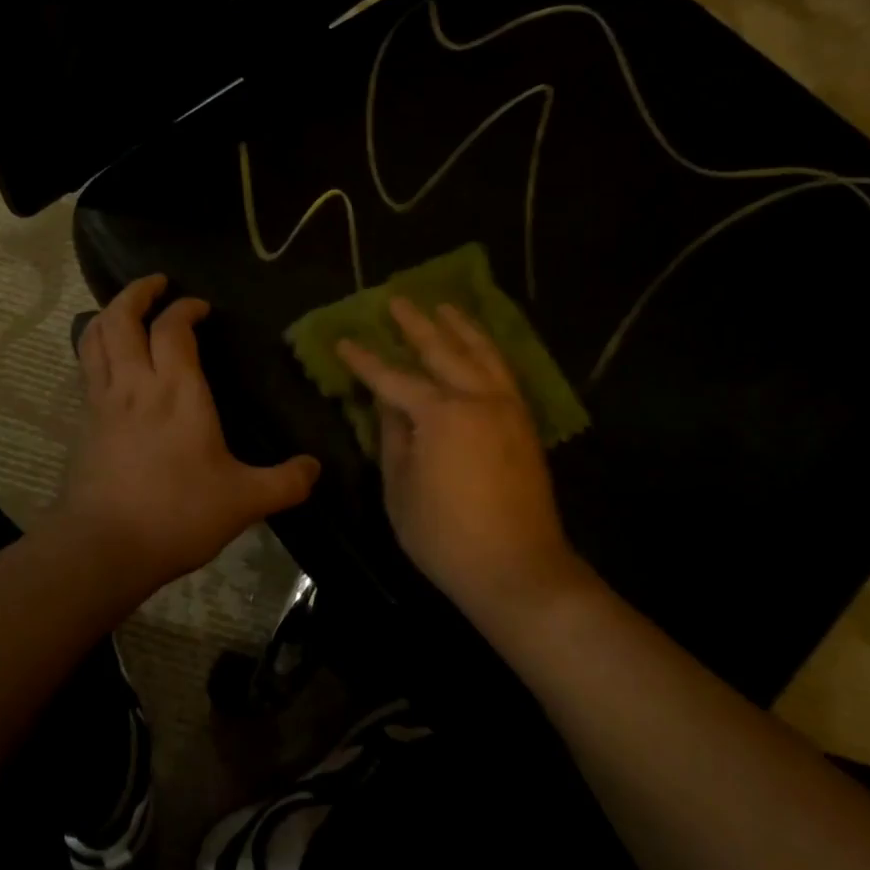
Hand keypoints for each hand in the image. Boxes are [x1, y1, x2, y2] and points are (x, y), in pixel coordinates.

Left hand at [58, 275, 320, 595]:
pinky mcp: (84, 421)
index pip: (173, 329)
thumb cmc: (178, 514)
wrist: (104, 547)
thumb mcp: (244, 501)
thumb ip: (285, 482)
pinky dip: (95, 346)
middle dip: (137, 293)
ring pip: (95, 336)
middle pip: (122, 318)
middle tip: (157, 284)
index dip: (185, 309)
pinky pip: (86, 366)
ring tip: (127, 309)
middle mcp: (136, 384)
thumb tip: (315, 468)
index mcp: (177, 391)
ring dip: (109, 313)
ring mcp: (103, 401)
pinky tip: (108, 357)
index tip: (200, 308)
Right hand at [336, 298, 588, 620]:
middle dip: (416, 325)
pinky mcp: (525, 424)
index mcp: (440, 415)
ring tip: (444, 307)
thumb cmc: (446, 536)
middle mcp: (477, 399)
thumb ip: (394, 438)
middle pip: (442, 351)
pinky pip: (504, 371)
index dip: (365, 361)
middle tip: (397, 300)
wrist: (518, 569)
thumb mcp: (400, 489)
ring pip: (482, 353)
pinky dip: (488, 350)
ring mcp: (507, 408)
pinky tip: (480, 345)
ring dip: (460, 327)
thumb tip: (388, 404)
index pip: (393, 379)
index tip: (344, 341)